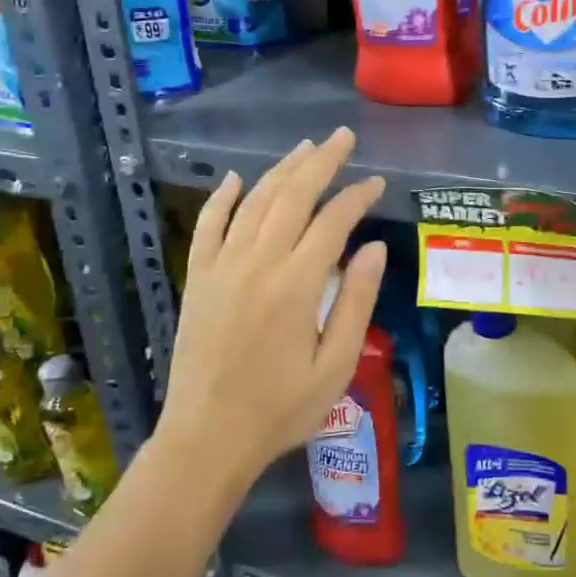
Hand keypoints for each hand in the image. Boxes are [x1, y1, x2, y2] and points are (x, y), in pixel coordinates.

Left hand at [158, 128, 387, 484]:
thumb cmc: (281, 408)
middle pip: (292, 196)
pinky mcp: (198, 279)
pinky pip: (209, 226)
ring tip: (305, 148)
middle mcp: (257, 263)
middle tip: (343, 138)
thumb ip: (356, 301)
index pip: (333, 221)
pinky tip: (235, 179)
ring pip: (254, 202)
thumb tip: (374, 248)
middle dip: (321, 162)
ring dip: (281, 170)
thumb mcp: (335, 365)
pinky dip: (222, 198)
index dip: (357, 196)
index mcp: (296, 284)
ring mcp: (221, 267)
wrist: (207, 438)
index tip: (377, 183)